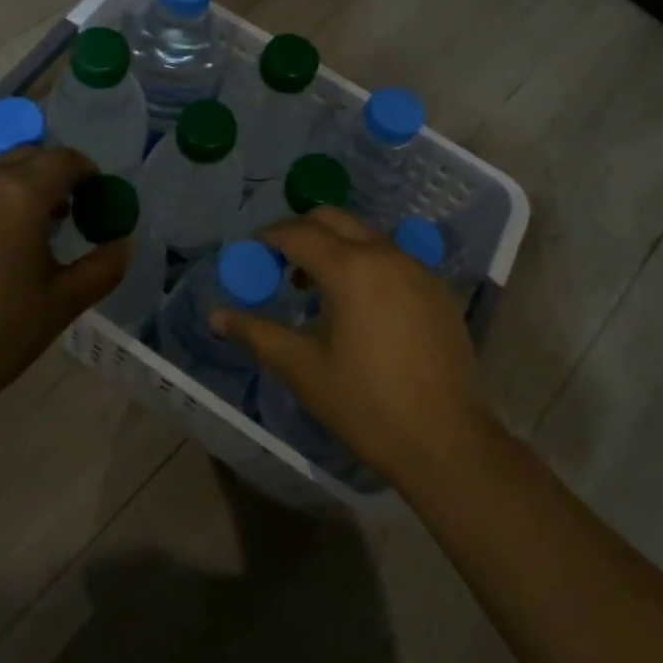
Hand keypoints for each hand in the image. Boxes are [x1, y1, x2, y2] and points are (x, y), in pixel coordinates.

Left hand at [0, 147, 128, 412]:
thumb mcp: (61, 304)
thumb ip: (101, 268)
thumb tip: (125, 244)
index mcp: (19, 195)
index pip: (62, 159)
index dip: (86, 171)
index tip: (97, 197)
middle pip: (25, 159)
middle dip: (52, 176)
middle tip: (68, 214)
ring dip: (19, 192)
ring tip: (30, 238)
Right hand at [211, 206, 494, 490]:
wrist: (447, 442)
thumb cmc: (366, 405)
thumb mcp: (303, 370)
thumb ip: (257, 334)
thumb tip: (216, 316)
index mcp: (351, 269)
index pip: (299, 233)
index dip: (269, 238)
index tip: (253, 253)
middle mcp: (386, 255)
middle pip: (335, 219)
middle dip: (302, 231)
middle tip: (282, 263)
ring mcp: (418, 269)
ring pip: (367, 235)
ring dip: (336, 246)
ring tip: (318, 286)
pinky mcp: (438, 289)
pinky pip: (393, 258)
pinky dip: (367, 263)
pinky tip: (361, 304)